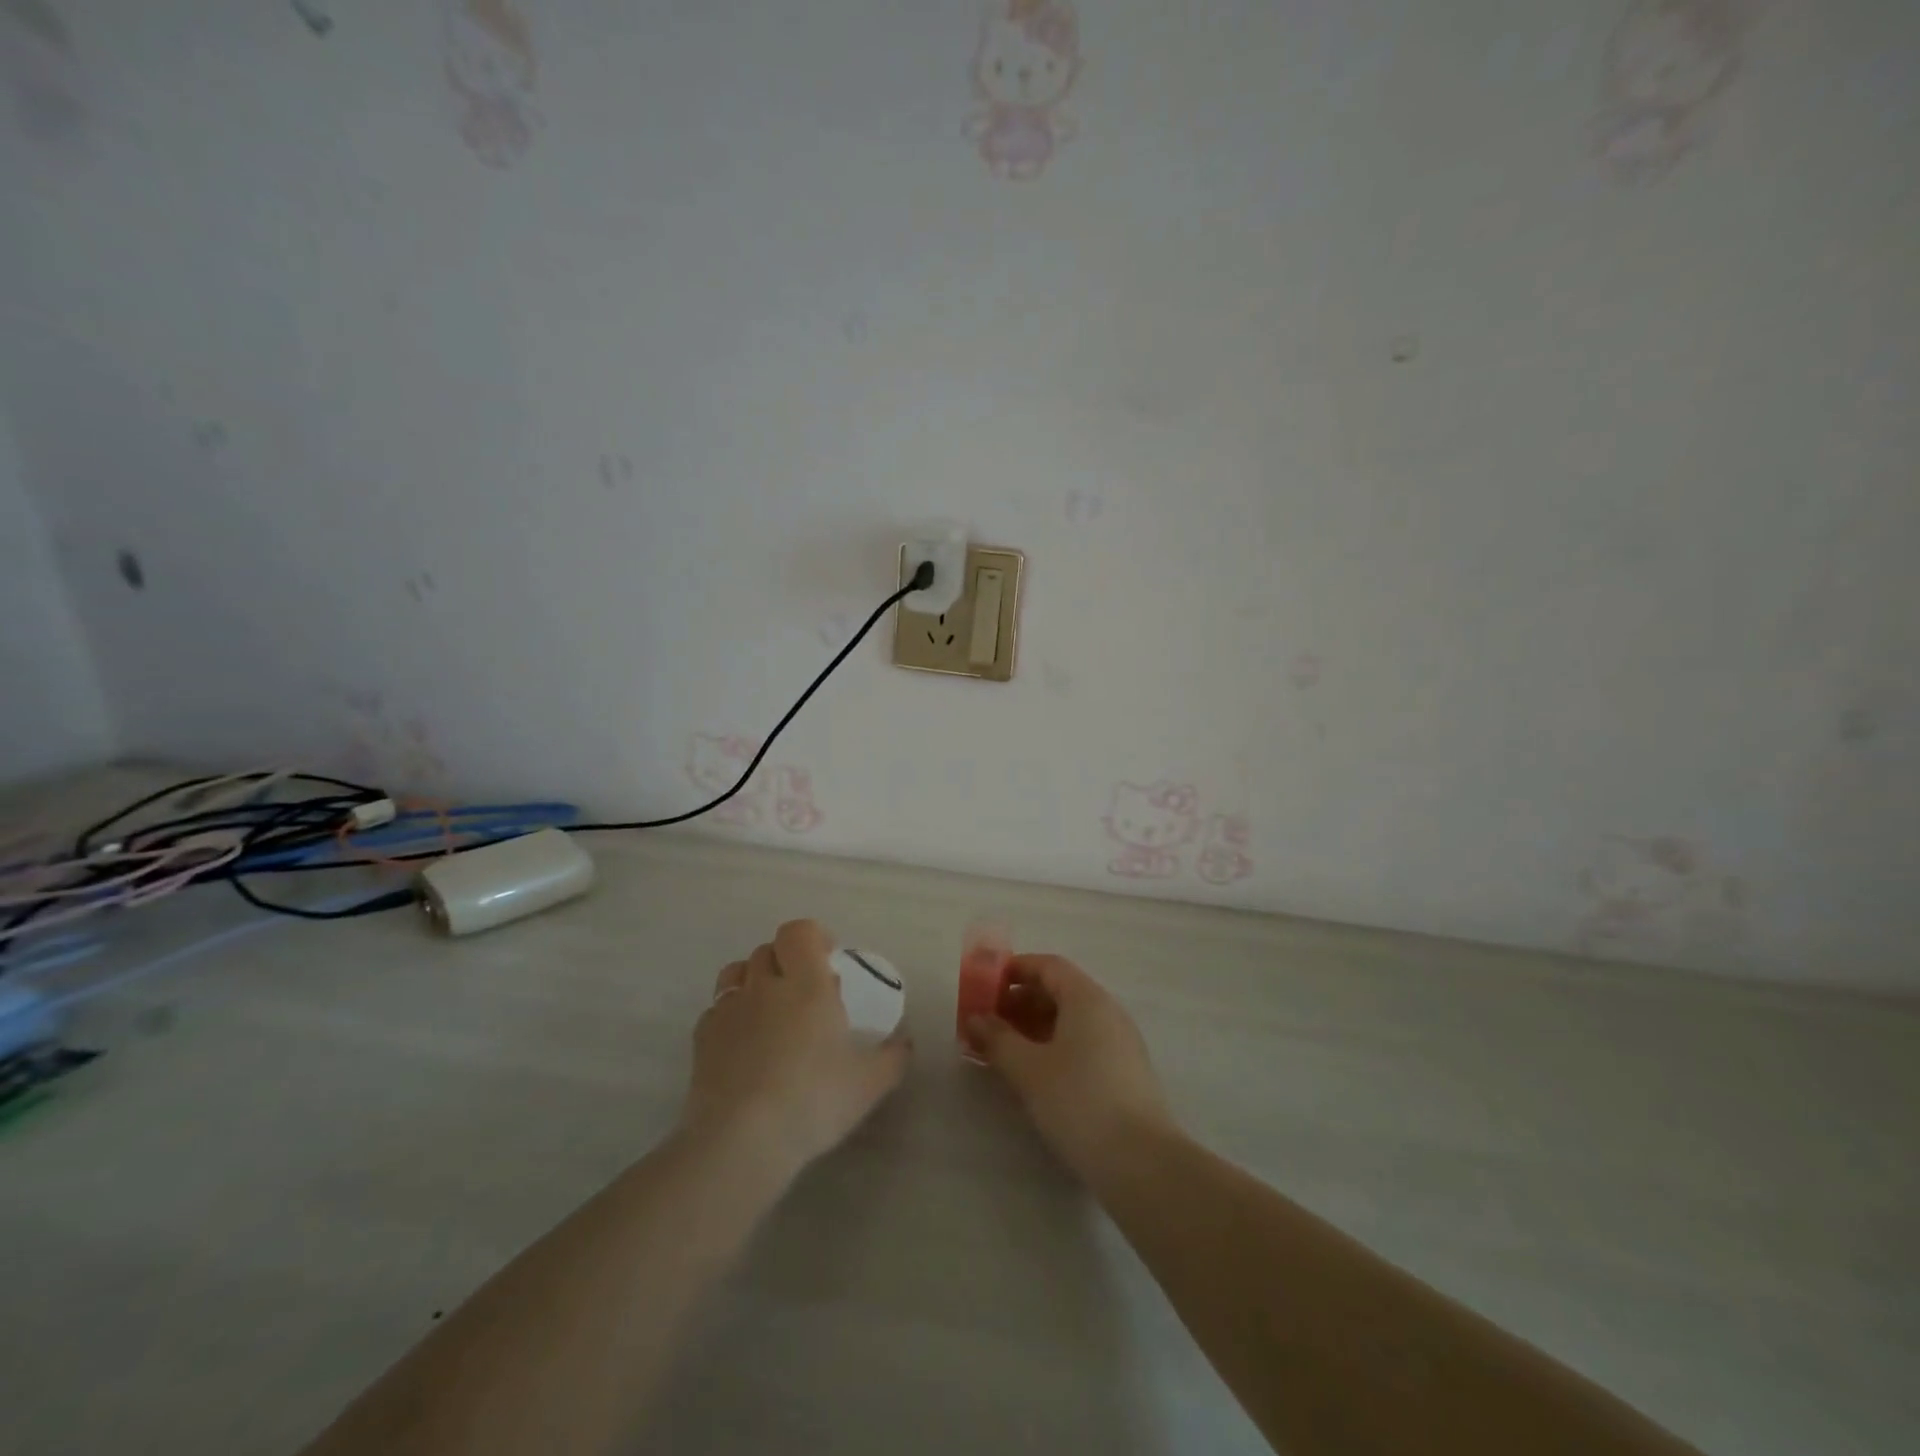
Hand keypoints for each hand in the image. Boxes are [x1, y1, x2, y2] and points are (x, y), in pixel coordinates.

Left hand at [683, 920, 909, 1178]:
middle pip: (768, 949)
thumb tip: (905, 1041)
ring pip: (736, 972)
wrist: (741, 1140)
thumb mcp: (870, 1083)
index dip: (813, 937)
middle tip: (804, 991)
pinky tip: (744, 1046)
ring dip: (754, 980)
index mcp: (806, 983)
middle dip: (786, 961)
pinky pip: (717, 1009)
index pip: (799, 931)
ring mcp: (728, 1010)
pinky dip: (732, 1016)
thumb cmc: (813, 1100)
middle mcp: (764, 985)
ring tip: (769, 1011)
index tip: (829, 960)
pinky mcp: (701, 1039)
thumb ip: (894, 1056)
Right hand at [966, 954, 1175, 1179]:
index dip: (1014, 970)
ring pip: (1071, 1020)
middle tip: (987, 1024)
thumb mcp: (1028, 1069)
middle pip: (1059, 991)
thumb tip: (975, 1018)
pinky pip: (1083, 1044)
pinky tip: (1035, 1075)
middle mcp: (1107, 1011)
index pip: (1048, 966)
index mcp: (1087, 998)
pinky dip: (1054, 1047)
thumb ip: (998, 1039)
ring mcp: (1120, 1042)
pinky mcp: (1125, 1073)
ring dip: (1034, 1028)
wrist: (1141, 1162)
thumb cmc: (1079, 1101)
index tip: (985, 987)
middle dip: (1020, 1002)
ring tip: (1004, 1051)